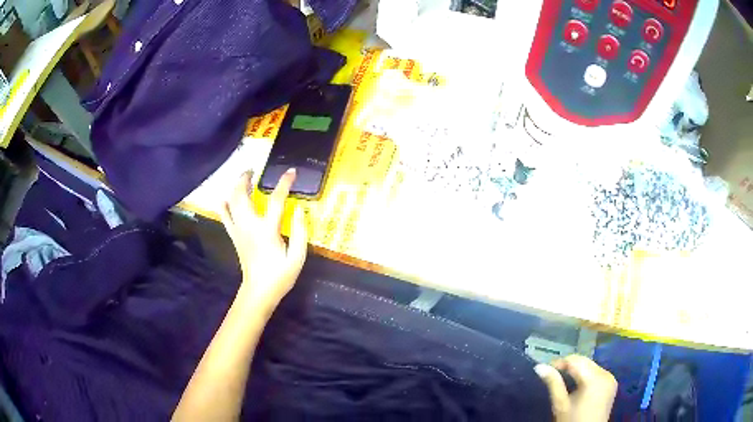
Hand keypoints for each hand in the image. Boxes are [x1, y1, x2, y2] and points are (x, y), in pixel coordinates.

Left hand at [220, 169, 307, 312]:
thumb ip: (301, 232)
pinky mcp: (233, 236)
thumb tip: (301, 210)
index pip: (276, 200)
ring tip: (243, 179)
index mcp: (267, 230)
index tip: (291, 171)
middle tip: (254, 170)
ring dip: (235, 187)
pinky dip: (224, 203)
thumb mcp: (298, 258)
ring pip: (230, 201)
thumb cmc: (280, 276)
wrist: (259, 292)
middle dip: (245, 178)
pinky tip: (227, 198)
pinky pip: (224, 215)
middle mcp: (249, 226)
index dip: (284, 183)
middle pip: (240, 195)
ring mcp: (238, 230)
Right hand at [535, 355, 617, 421]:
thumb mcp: (560, 404)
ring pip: (591, 366)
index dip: (560, 362)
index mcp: (594, 378)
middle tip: (553, 374)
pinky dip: (587, 376)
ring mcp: (611, 379)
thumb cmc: (572, 421)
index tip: (546, 368)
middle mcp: (606, 374)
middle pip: (585, 362)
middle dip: (569, 366)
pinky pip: (597, 373)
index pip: (575, 360)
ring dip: (578, 370)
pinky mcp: (612, 384)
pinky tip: (578, 385)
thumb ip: (553, 383)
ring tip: (564, 380)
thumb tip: (540, 367)